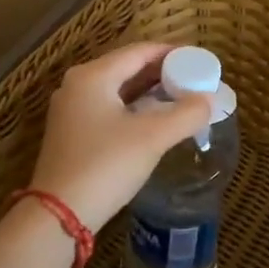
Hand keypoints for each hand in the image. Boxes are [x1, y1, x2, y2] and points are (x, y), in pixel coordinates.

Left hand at [27, 43, 211, 231]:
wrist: (58, 216)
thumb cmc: (106, 166)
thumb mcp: (152, 138)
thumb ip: (186, 114)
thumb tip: (209, 100)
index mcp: (93, 76)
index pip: (139, 51)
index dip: (171, 53)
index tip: (198, 60)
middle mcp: (77, 85)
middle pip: (127, 67)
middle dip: (161, 72)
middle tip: (193, 79)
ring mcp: (71, 109)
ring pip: (117, 89)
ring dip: (148, 91)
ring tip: (180, 96)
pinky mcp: (71, 132)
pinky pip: (108, 107)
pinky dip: (133, 107)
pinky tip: (154, 119)